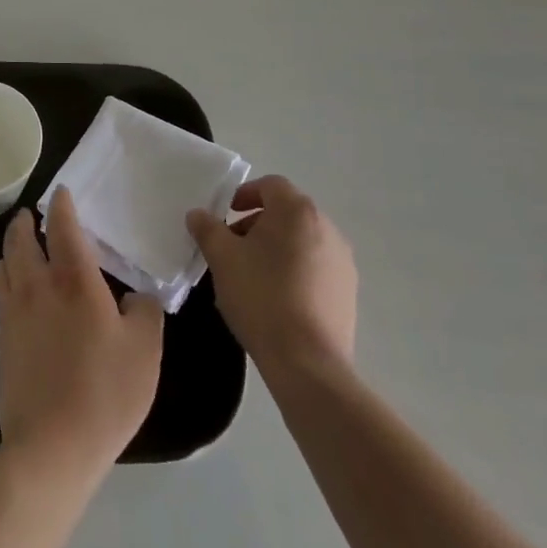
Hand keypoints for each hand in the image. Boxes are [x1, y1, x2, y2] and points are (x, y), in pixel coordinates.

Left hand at [0, 191, 163, 472]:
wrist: (52, 446)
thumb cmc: (105, 392)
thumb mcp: (145, 350)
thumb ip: (145, 311)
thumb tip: (134, 296)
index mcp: (74, 281)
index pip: (62, 227)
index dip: (61, 205)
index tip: (61, 193)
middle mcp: (37, 286)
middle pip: (21, 240)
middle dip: (26, 222)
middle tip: (34, 216)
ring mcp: (13, 313)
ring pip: (4, 265)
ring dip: (13, 249)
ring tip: (24, 250)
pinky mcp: (1, 340)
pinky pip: (0, 295)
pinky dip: (8, 280)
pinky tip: (21, 295)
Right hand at [186, 175, 356, 376]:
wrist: (308, 362)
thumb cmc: (261, 297)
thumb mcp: (222, 258)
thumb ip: (208, 229)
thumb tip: (198, 214)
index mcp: (297, 211)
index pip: (270, 185)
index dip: (244, 195)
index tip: (225, 216)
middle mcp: (326, 227)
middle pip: (287, 212)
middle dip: (257, 223)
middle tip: (233, 247)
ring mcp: (342, 261)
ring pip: (302, 240)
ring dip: (276, 247)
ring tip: (252, 275)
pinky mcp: (348, 292)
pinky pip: (316, 267)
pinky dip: (295, 270)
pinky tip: (276, 299)